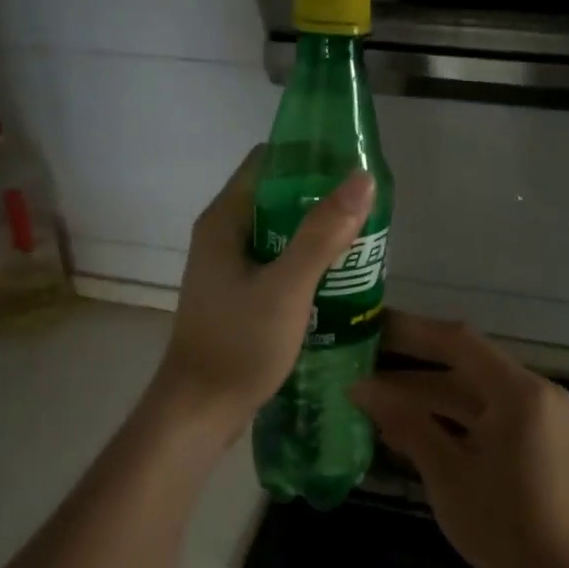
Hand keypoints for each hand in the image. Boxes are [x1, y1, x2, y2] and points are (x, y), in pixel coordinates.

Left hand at [152, 146, 373, 442]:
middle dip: (320, 200)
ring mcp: (228, 270)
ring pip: (279, 236)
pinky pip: (276, 267)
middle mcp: (222, 237)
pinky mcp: (237, 298)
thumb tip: (361, 179)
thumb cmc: (239, 345)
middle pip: (276, 199)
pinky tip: (337, 281)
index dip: (309, 159)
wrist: (200, 409)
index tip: (353, 167)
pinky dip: (304, 266)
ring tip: (362, 243)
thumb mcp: (287, 288)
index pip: (267, 163)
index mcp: (224, 221)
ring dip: (316, 236)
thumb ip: (322, 234)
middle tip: (368, 211)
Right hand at [349, 314, 568, 567]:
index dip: (411, 330)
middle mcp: (534, 394)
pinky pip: (483, 416)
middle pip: (463, 366)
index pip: (458, 342)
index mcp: (520, 393)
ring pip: (470, 394)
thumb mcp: (446, 471)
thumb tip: (361, 388)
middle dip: (410, 368)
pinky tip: (403, 427)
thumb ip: (405, 421)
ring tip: (370, 399)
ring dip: (424, 397)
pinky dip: (446, 419)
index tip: (369, 326)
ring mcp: (536, 417)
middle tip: (360, 362)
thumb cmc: (500, 524)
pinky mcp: (532, 439)